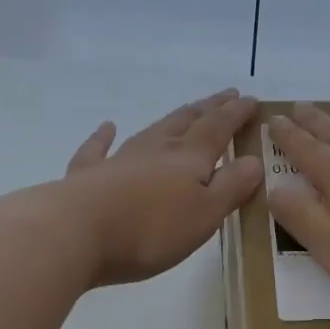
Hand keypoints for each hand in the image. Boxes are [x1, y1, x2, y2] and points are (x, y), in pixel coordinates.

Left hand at [56, 88, 263, 285]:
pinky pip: (98, 149)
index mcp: (188, 159)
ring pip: (151, 131)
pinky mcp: (88, 176)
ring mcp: (119, 160)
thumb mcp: (204, 215)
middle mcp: (155, 150)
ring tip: (186, 110)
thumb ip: (230, 187)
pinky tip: (106, 127)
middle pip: (186, 122)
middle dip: (209, 109)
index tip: (251, 100)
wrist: (76, 233)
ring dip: (172, 119)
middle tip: (225, 96)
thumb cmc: (150, 230)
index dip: (236, 114)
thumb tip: (254, 160)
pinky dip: (103, 137)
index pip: (218, 128)